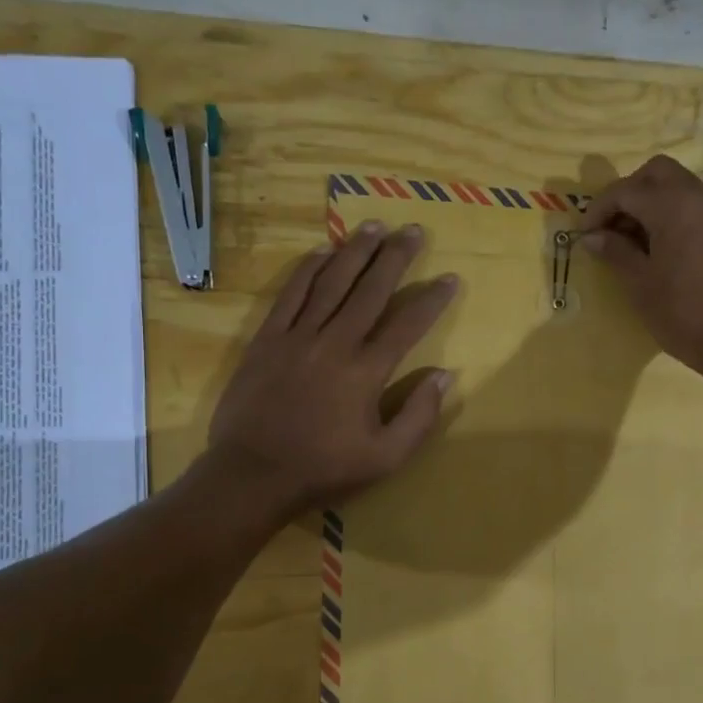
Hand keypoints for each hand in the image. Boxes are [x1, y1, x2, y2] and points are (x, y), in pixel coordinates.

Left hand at [205, 221, 457, 518]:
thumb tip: (444, 375)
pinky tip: (322, 252)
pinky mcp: (267, 340)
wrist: (252, 475)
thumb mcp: (386, 458)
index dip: (432, 299)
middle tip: (412, 230)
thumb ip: (419, 416)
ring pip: (331, 283)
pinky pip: (291, 294)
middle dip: (395, 257)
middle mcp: (334, 343)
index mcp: (366, 371)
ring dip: (354, 252)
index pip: (407, 324)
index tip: (450, 278)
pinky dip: (308, 270)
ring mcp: (297, 337)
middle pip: (370, 290)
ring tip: (373, 226)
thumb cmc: (324, 470)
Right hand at [577, 155, 702, 382]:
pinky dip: (679, 216)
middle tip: (613, 226)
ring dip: (656, 203)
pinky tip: (670, 249)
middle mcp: (702, 197)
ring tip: (639, 240)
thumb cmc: (682, 314)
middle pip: (658, 173)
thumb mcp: (640, 284)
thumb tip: (592, 237)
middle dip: (630, 192)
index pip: (626, 190)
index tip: (586, 234)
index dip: (599, 209)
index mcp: (674, 206)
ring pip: (683, 188)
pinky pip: (702, 208)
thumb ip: (615, 252)